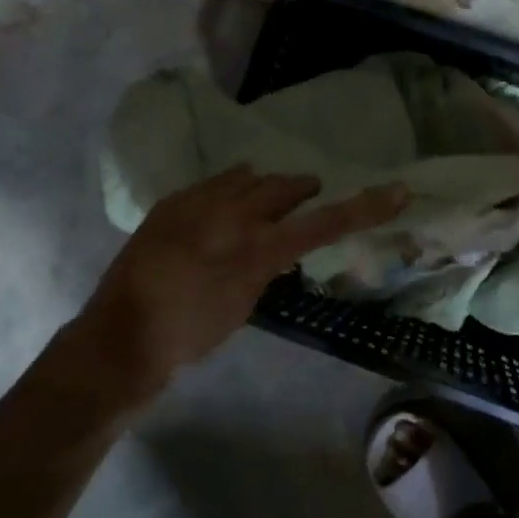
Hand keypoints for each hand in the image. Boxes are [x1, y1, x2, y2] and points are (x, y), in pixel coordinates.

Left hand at [70, 166, 407, 404]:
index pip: (323, 222)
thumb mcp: (243, 305)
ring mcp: (197, 204)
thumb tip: (279, 246)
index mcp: (257, 249)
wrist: (121, 340)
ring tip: (268, 197)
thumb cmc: (190, 336)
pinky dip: (229, 189)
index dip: (364, 207)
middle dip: (302, 189)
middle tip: (310, 194)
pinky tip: (225, 200)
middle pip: (284, 186)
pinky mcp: (170, 203)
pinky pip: (212, 183)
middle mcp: (231, 216)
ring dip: (264, 186)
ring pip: (247, 178)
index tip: (397, 190)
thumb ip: (266, 267)